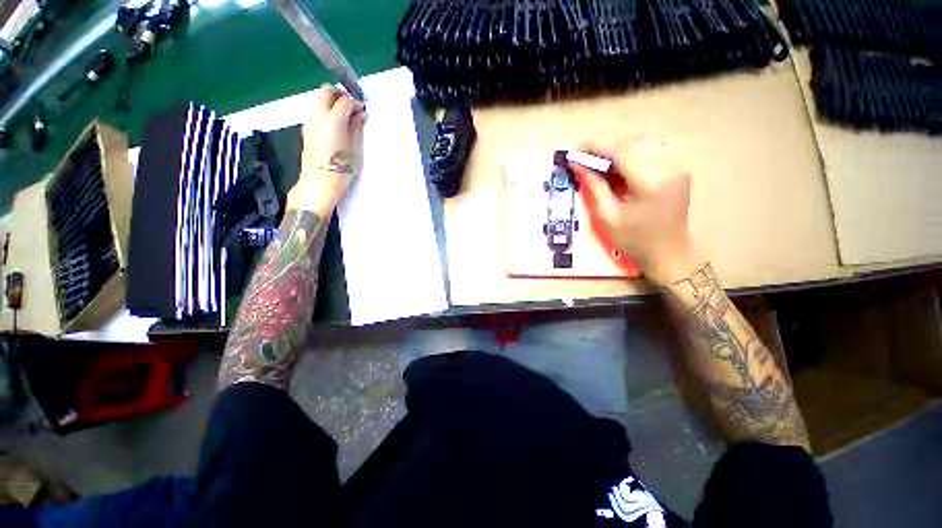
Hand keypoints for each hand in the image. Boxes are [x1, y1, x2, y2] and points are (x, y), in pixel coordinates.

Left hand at [286, 85, 366, 213]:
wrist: (319, 182)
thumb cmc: (341, 169)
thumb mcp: (355, 149)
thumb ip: (357, 128)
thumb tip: (361, 114)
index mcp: (333, 120)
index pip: (345, 101)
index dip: (356, 103)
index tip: (364, 109)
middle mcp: (318, 115)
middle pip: (326, 91)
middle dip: (340, 94)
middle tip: (352, 105)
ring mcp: (309, 121)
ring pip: (319, 99)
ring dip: (332, 101)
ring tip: (345, 116)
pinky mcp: (306, 129)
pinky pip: (315, 110)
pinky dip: (326, 110)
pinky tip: (335, 124)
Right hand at [568, 137, 703, 284]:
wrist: (668, 253)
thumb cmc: (634, 240)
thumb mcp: (607, 216)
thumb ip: (594, 186)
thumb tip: (578, 164)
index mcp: (650, 181)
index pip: (620, 151)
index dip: (596, 147)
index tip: (577, 148)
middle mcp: (669, 166)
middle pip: (632, 143)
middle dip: (607, 149)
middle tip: (587, 162)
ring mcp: (678, 166)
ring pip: (644, 142)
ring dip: (620, 150)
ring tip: (604, 167)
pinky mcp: (679, 168)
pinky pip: (653, 149)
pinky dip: (634, 153)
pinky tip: (624, 169)